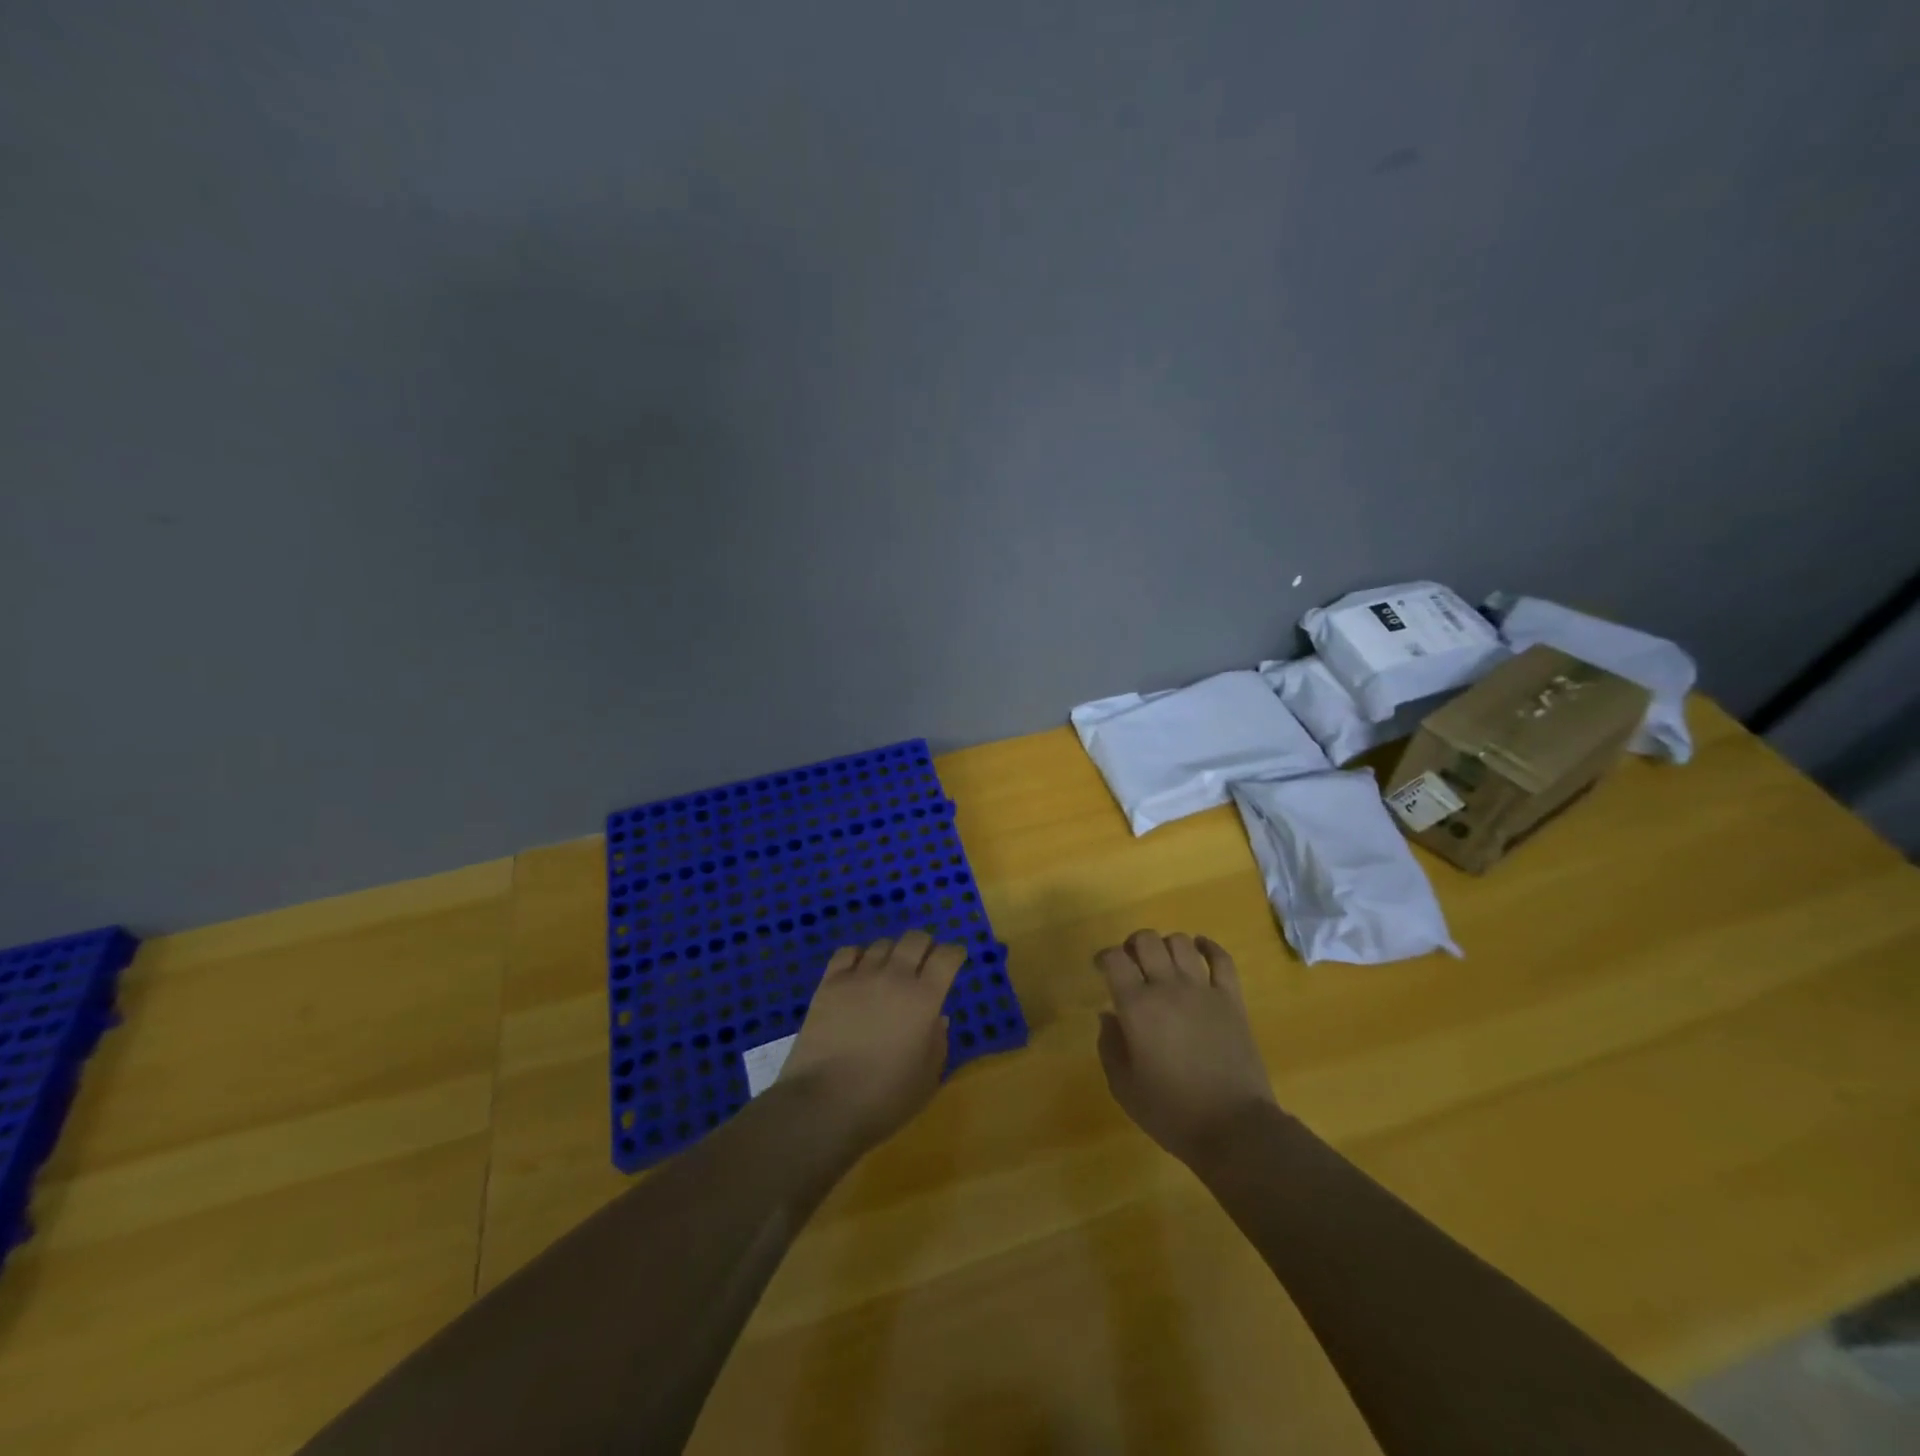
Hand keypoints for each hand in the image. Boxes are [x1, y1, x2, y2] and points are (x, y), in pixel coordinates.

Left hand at [779, 930, 965, 1154]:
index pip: (947, 956)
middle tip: (924, 962)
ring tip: (889, 970)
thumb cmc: (885, 1098)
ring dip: (892, 953)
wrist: (824, 1104)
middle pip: (915, 939)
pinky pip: (847, 952)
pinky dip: (858, 956)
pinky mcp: (830, 983)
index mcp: (924, 998)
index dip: (954, 953)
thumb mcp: (928, 1078)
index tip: (955, 959)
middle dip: (925, 945)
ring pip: (882, 944)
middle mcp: (894, 977)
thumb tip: (937, 1017)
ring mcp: (859, 976)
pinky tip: (858, 971)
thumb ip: (938, 1041)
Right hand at [1094, 930, 1277, 1166]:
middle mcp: (1167, 987)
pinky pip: (1221, 959)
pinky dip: (1208, 947)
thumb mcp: (1123, 1087)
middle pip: (1146, 940)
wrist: (1234, 1128)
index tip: (1101, 969)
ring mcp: (1203, 990)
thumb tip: (1107, 1015)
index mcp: (1137, 1007)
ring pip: (1180, 942)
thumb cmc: (1171, 1112)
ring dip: (1166, 946)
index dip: (1103, 957)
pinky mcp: (1232, 999)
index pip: (1114, 959)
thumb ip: (1109, 1045)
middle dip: (1133, 945)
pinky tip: (1200, 948)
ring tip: (1163, 963)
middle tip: (1131, 964)